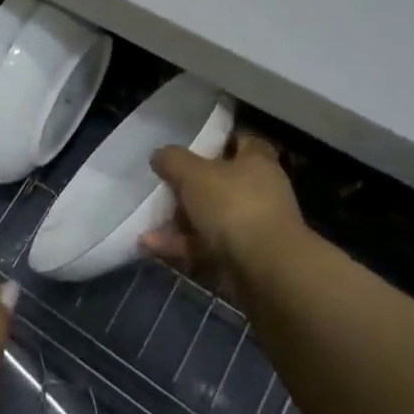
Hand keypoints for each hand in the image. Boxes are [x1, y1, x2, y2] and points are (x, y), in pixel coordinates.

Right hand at [140, 132, 311, 294]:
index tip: (190, 146)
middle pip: (219, 182)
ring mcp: (252, 227)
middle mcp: (259, 191)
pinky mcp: (242, 258)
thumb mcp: (193, 173)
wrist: (267, 272)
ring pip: (209, 217)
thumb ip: (173, 160)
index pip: (241, 141)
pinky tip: (151, 247)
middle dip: (187, 187)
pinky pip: (206, 246)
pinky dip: (181, 246)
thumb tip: (160, 155)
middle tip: (161, 188)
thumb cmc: (234, 206)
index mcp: (256, 162)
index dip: (217, 141)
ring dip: (178, 221)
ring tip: (146, 223)